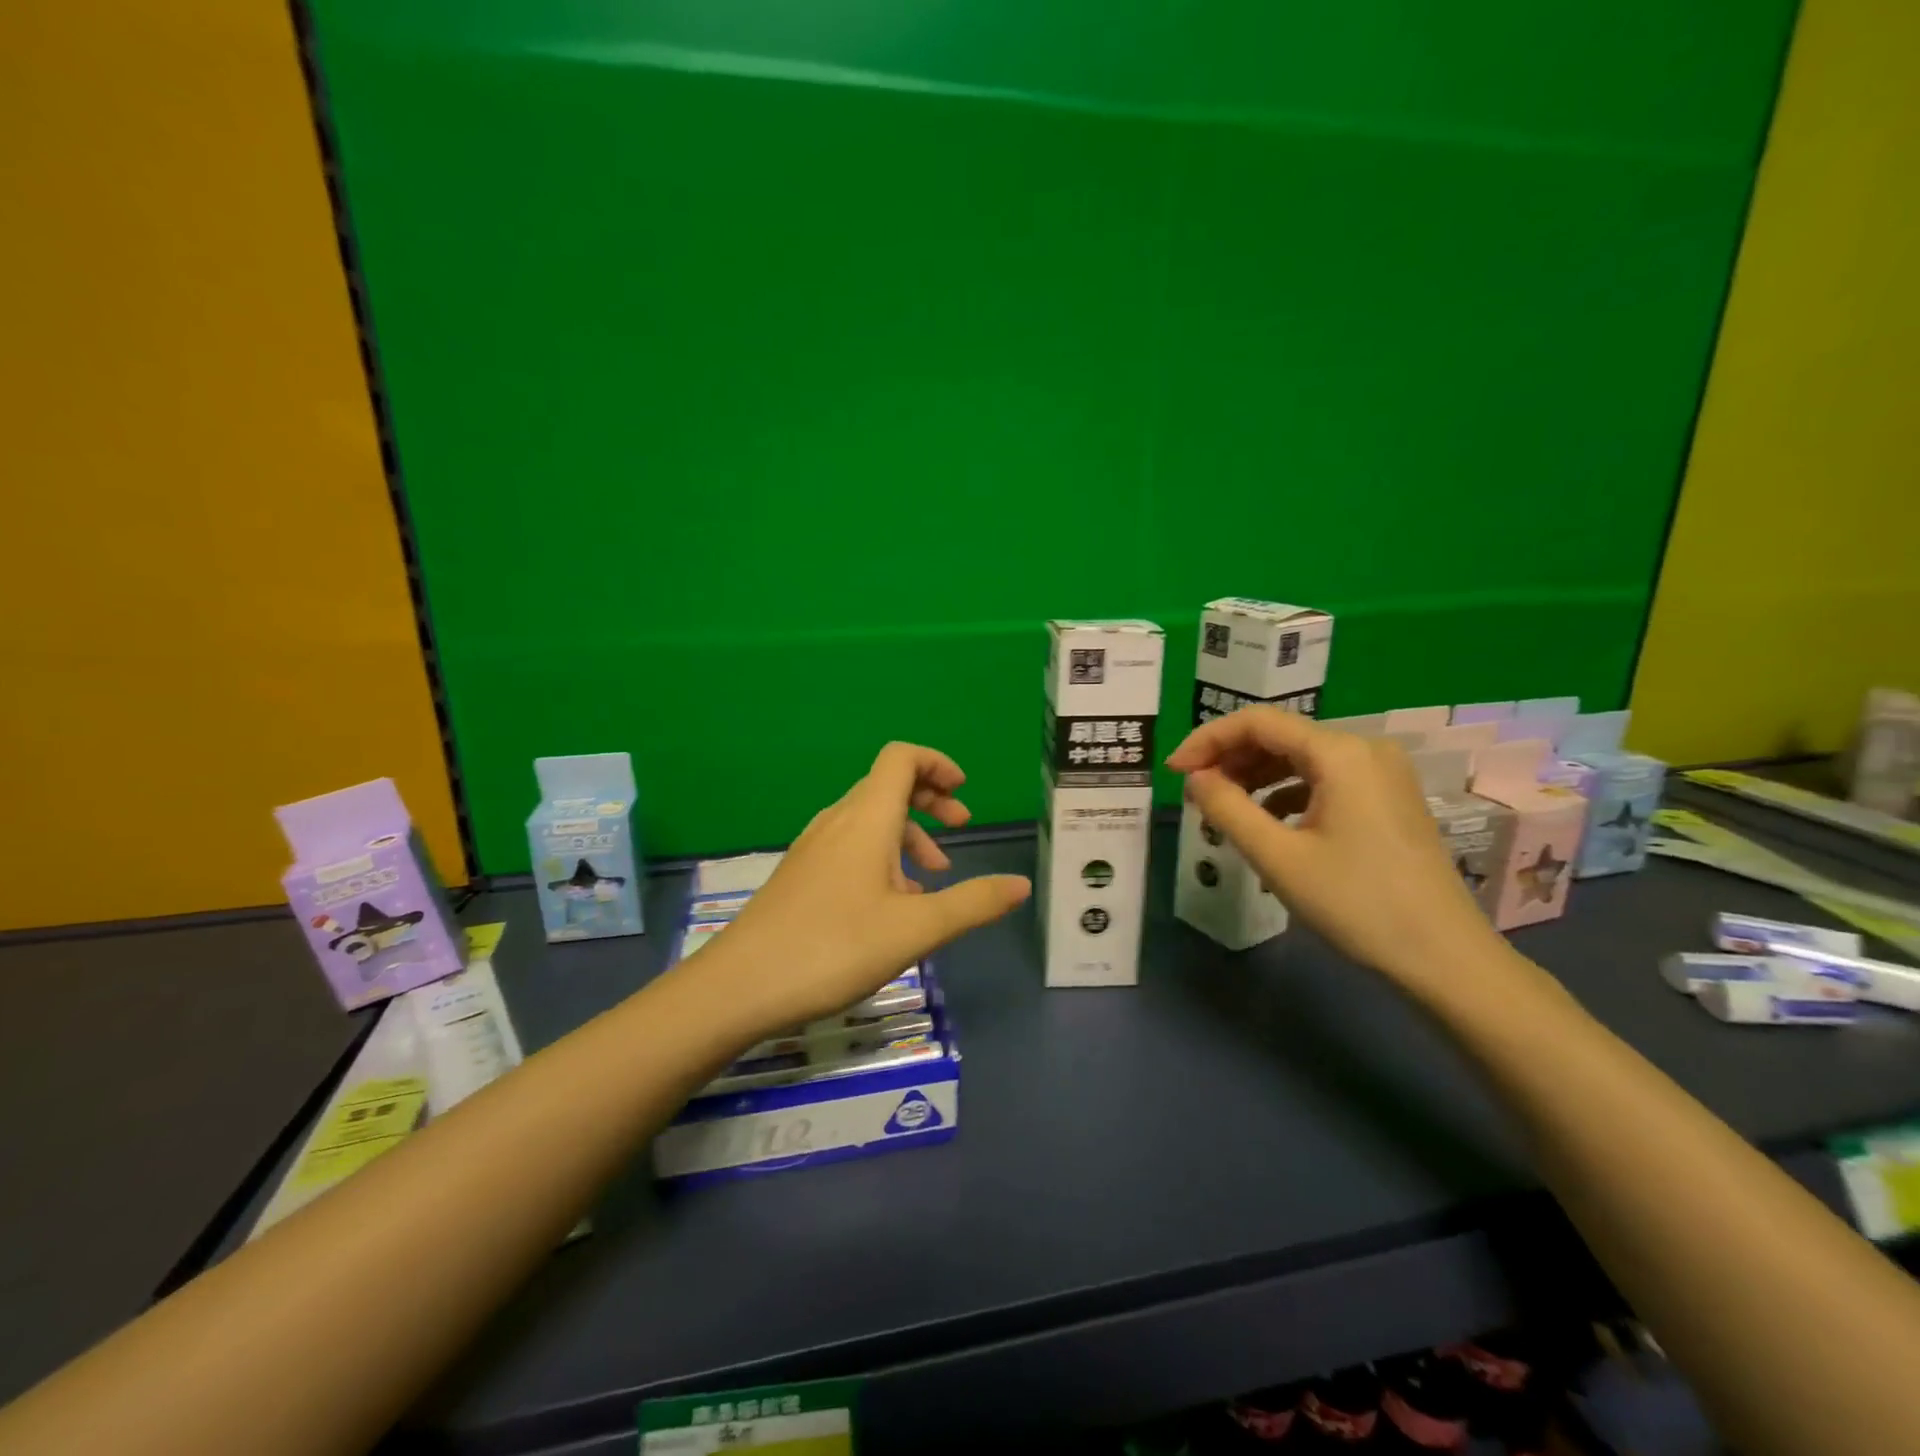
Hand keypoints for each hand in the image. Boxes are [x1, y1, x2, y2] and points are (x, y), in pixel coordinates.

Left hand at [689, 743, 1030, 1035]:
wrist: (739, 987)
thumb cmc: (833, 948)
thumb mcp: (916, 930)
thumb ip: (973, 903)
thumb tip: (1021, 884)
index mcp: (866, 819)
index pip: (902, 758)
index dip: (937, 763)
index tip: (964, 793)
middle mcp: (838, 821)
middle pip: (888, 785)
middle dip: (930, 800)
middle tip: (960, 829)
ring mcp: (813, 848)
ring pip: (870, 820)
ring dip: (908, 835)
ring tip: (932, 879)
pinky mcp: (801, 875)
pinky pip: (850, 847)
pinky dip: (881, 857)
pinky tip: (891, 907)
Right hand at [1166, 708, 1504, 986]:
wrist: (1444, 957)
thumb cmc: (1356, 903)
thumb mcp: (1278, 857)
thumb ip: (1227, 808)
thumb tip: (1195, 778)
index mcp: (1340, 753)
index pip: (1257, 722)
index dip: (1207, 740)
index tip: (1174, 771)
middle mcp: (1365, 749)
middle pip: (1280, 736)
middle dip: (1231, 758)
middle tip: (1195, 792)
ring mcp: (1382, 773)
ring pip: (1301, 758)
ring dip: (1256, 776)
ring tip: (1224, 808)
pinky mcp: (1389, 798)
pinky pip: (1324, 779)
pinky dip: (1287, 792)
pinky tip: (1268, 822)